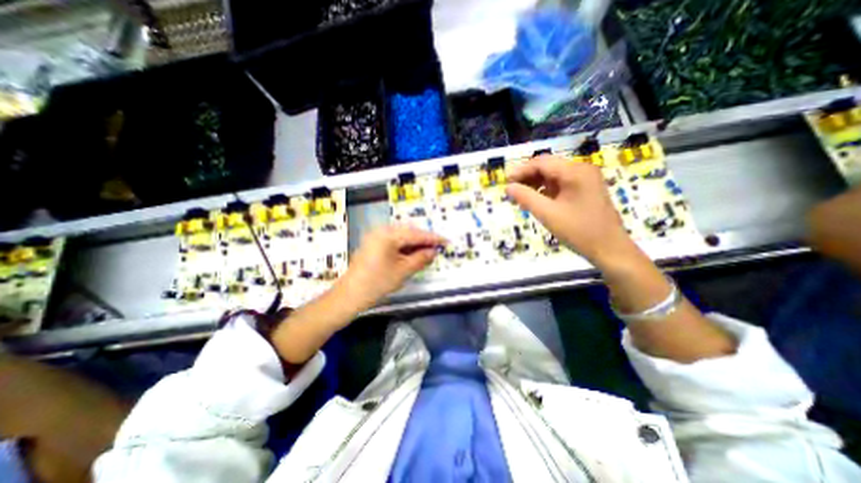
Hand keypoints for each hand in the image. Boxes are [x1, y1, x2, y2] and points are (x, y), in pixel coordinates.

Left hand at [339, 225, 446, 308]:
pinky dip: (404, 247)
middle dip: (424, 240)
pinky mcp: (373, 244)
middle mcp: (381, 230)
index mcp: (388, 234)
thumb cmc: (377, 283)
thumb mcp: (403, 271)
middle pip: (409, 232)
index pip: (416, 234)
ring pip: (401, 236)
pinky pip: (394, 241)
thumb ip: (421, 258)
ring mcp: (375, 236)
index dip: (433, 238)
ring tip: (427, 252)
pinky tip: (412, 253)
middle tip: (437, 248)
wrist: (350, 295)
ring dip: (414, 243)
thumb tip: (433, 251)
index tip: (446, 241)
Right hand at [507, 154, 636, 267]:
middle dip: (528, 178)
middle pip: (548, 167)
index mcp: (575, 172)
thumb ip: (526, 198)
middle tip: (512, 191)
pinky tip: (537, 200)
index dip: (521, 171)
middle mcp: (582, 169)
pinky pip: (561, 184)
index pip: (542, 163)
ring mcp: (586, 179)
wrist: (610, 249)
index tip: (506, 182)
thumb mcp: (547, 214)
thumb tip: (508, 187)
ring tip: (521, 197)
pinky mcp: (586, 189)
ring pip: (554, 175)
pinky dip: (547, 190)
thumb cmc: (578, 231)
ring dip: (536, 184)